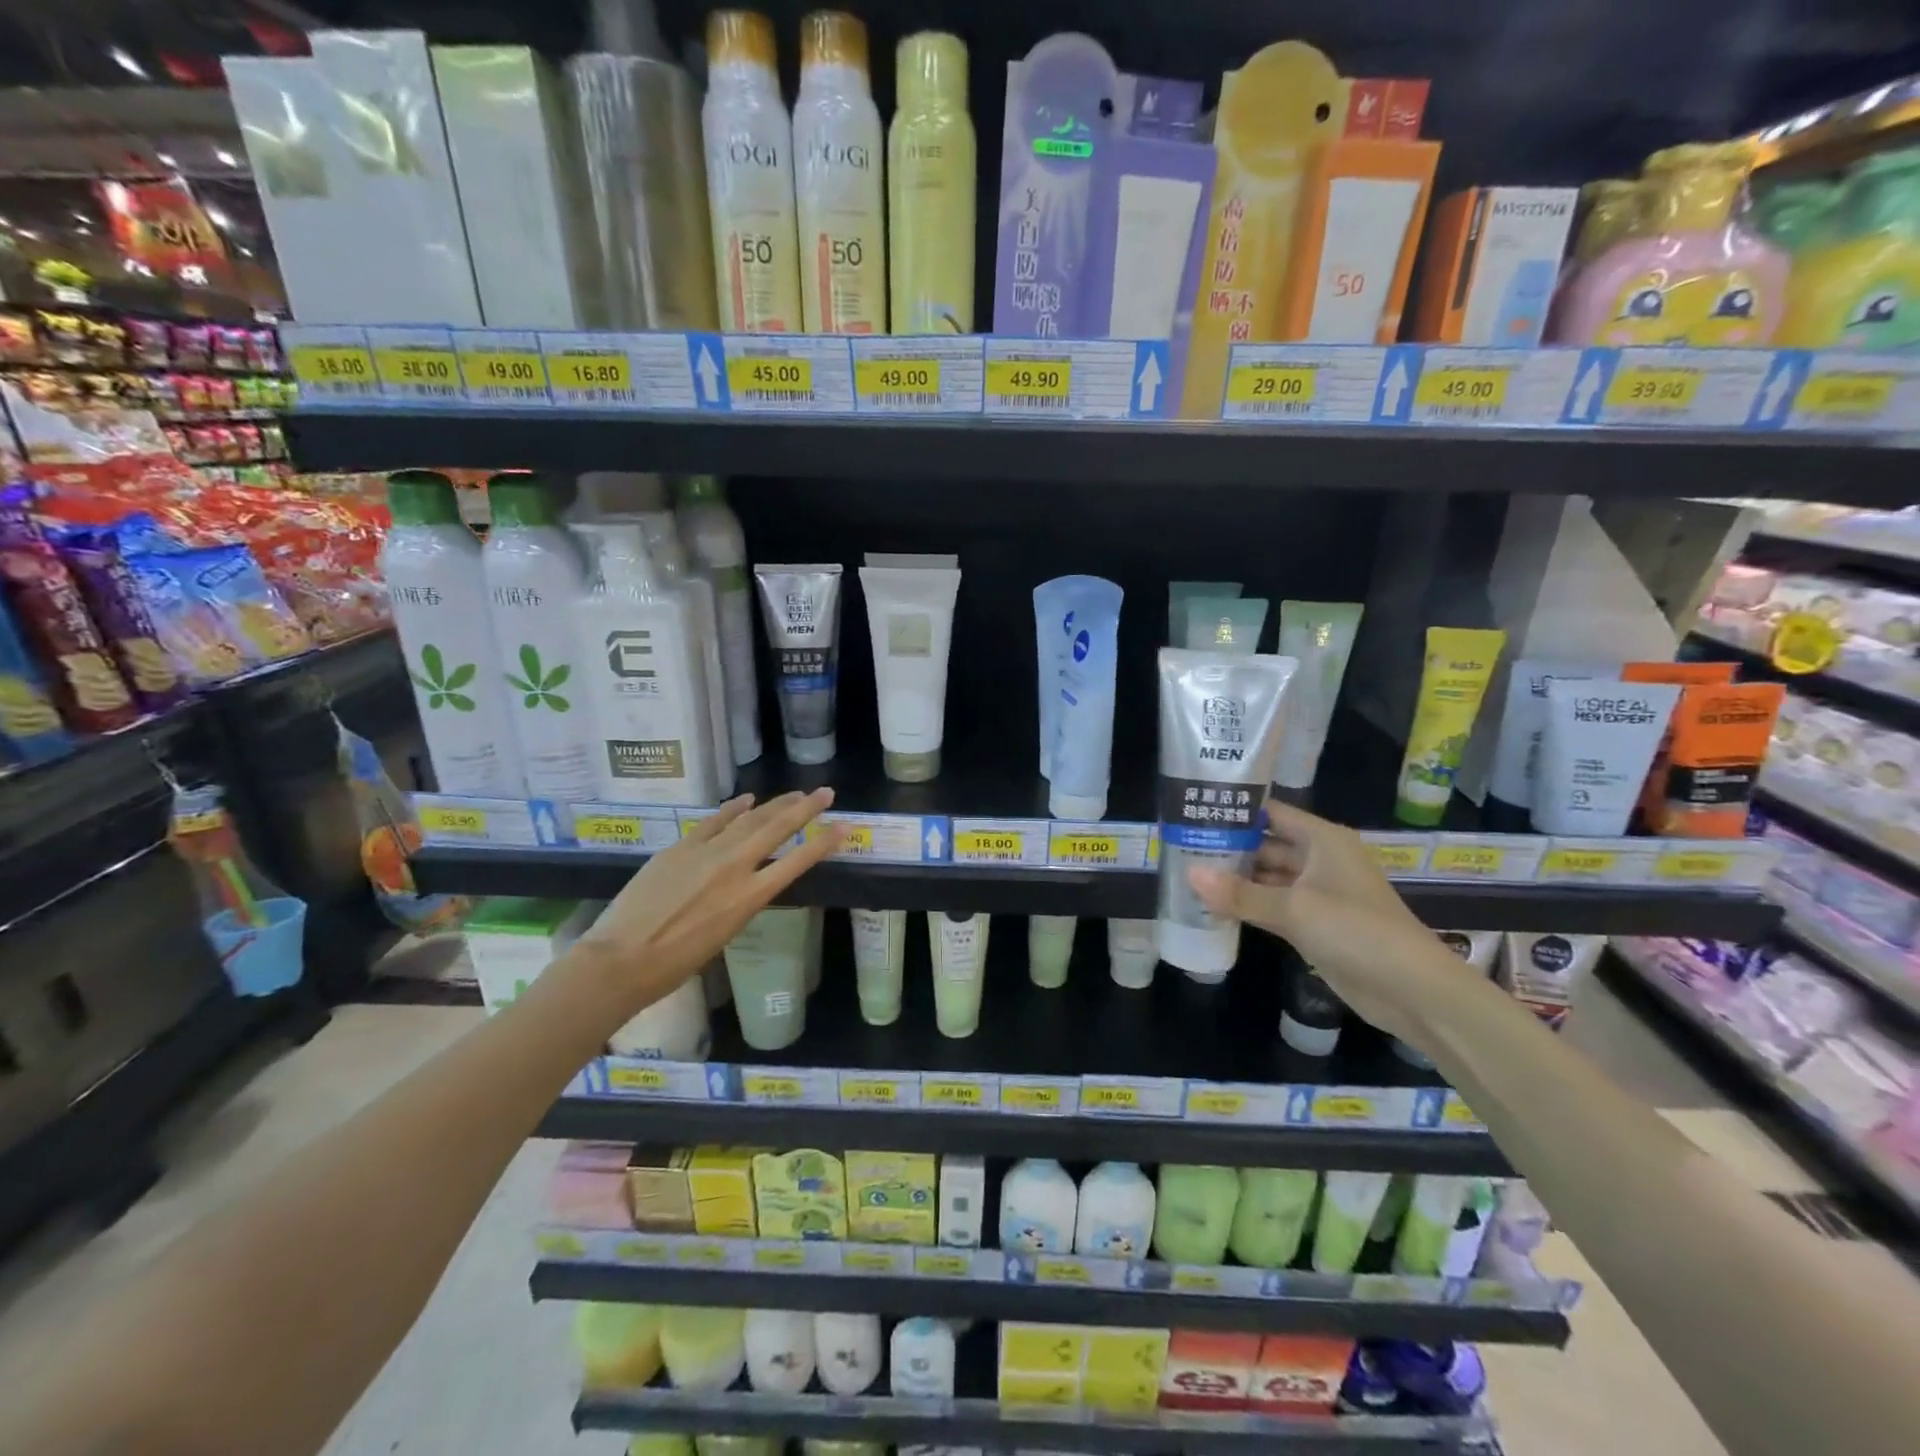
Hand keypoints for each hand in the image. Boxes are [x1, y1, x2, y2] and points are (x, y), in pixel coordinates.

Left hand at [576, 790, 845, 1015]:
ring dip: (775, 804)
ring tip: (796, 794)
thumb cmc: (676, 964)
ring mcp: (705, 852)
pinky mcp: (679, 847)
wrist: (621, 959)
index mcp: (749, 898)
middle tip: (825, 793)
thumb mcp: (724, 934)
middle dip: (805, 809)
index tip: (845, 826)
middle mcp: (734, 867)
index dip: (824, 843)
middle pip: (777, 829)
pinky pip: (713, 821)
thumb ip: (741, 902)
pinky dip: (733, 809)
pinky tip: (748, 799)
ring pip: (748, 819)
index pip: (797, 862)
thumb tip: (747, 881)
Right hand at [1187, 801, 1467, 1045]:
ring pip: (1267, 876)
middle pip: (1266, 844)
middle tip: (1180, 844)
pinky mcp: (1314, 924)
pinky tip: (1213, 905)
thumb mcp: (1294, 909)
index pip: (1271, 812)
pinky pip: (1272, 905)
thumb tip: (1189, 875)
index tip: (1194, 807)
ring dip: (1235, 877)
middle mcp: (1320, 860)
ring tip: (1188, 871)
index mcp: (1323, 840)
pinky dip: (1247, 904)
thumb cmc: (1357, 931)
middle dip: (1229, 845)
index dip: (1236, 809)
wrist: (1413, 991)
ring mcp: (1317, 893)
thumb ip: (1240, 893)